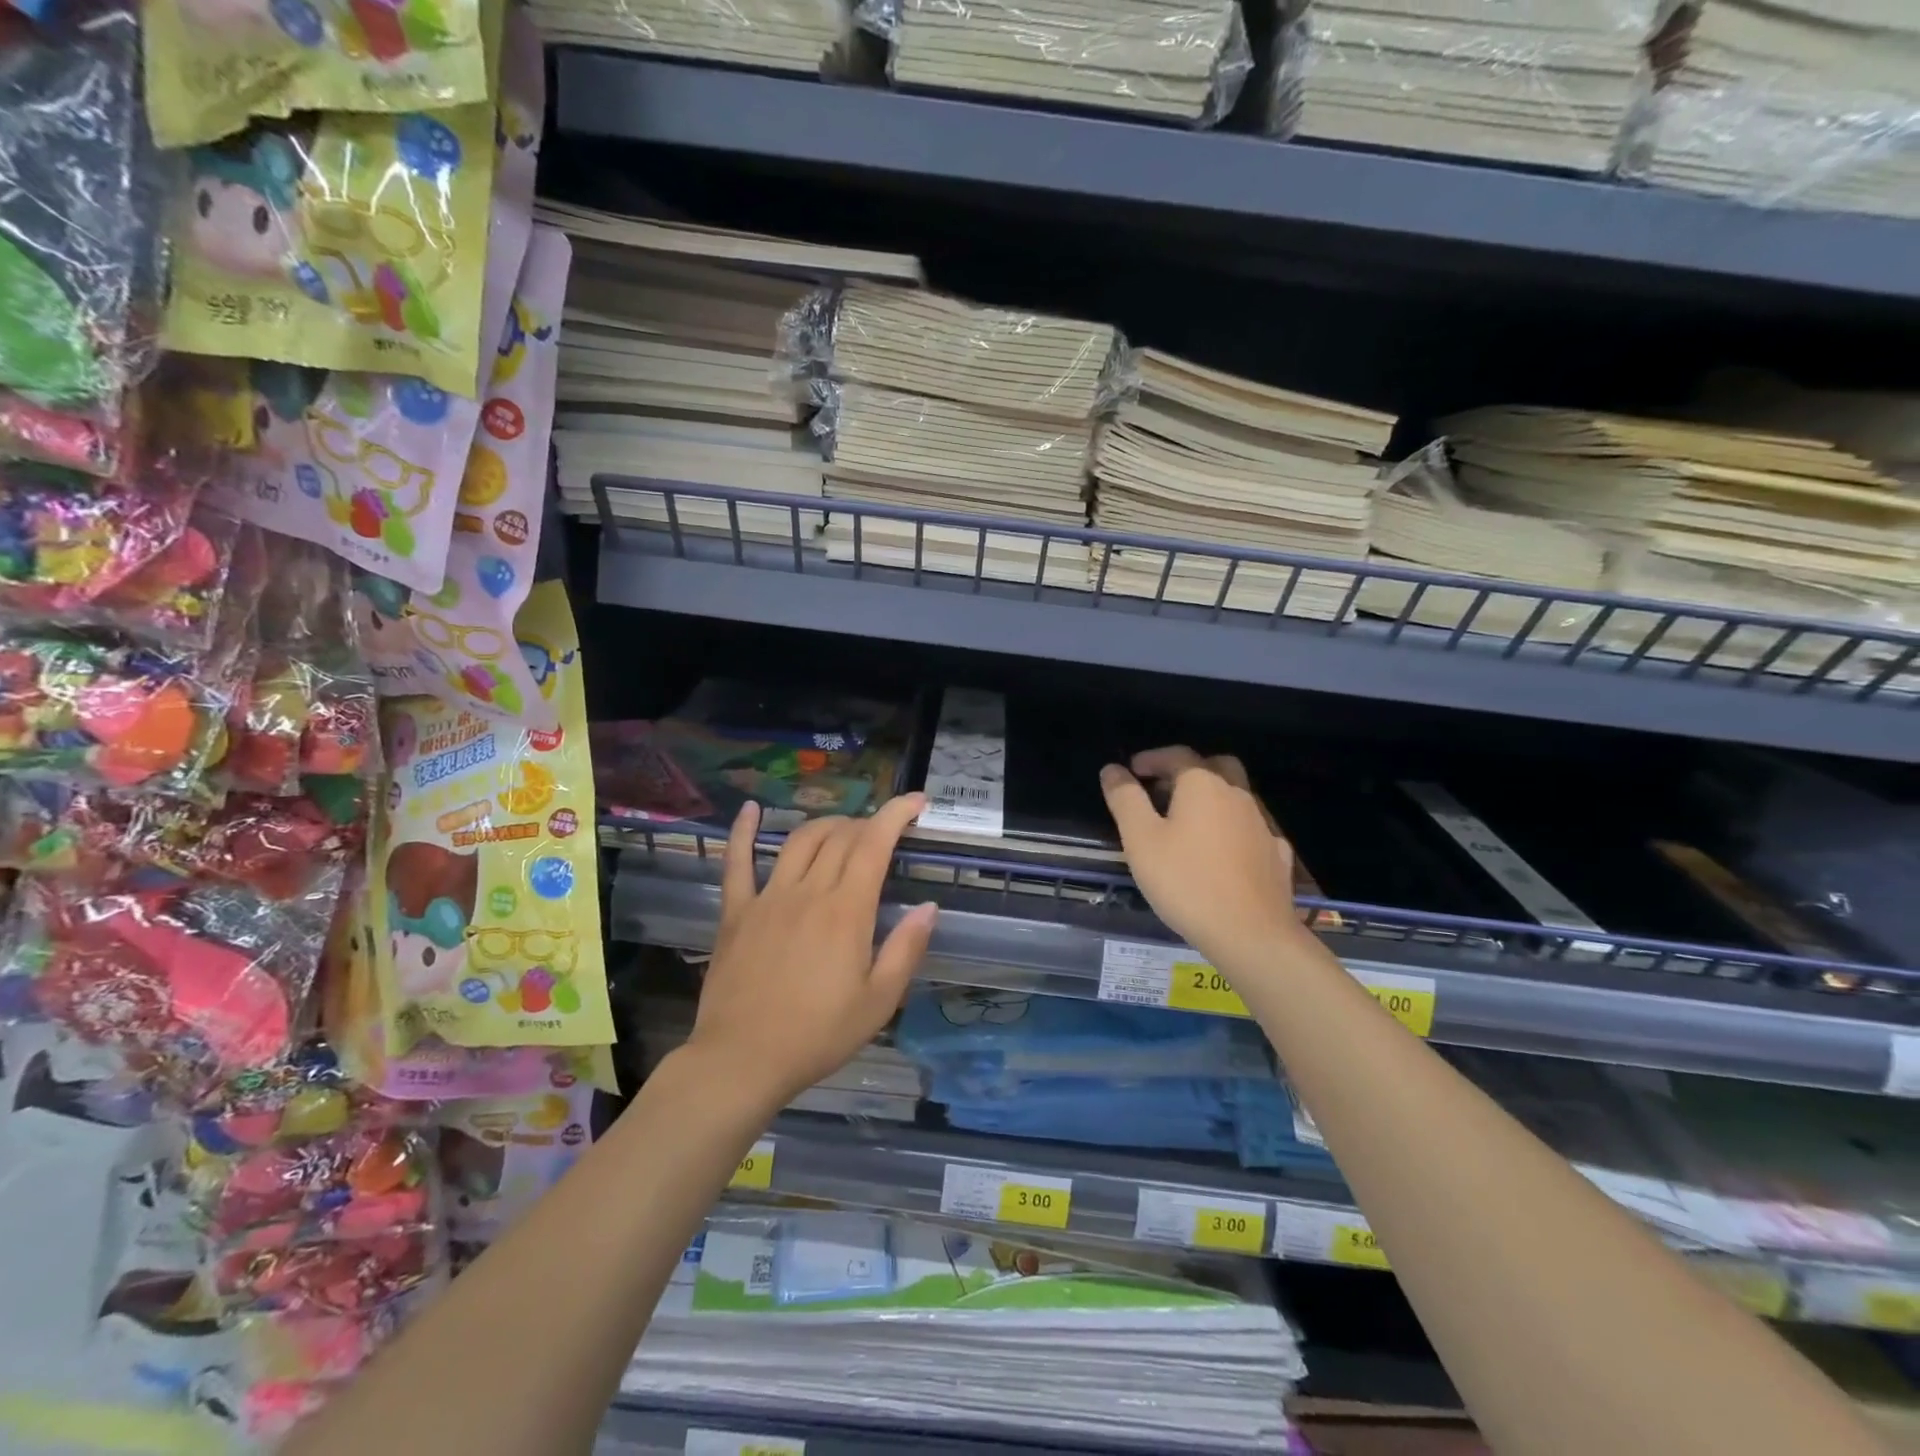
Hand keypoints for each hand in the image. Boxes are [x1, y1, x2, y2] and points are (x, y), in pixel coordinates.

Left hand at [686, 794, 937, 1108]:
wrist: (742, 1060)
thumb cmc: (818, 1035)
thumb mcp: (878, 1002)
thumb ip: (906, 949)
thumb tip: (928, 907)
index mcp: (846, 911)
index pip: (875, 844)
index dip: (896, 814)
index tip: (916, 801)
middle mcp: (808, 892)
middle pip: (840, 837)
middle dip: (868, 823)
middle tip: (883, 834)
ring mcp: (767, 898)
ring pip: (800, 841)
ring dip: (826, 825)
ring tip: (843, 829)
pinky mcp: (736, 912)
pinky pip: (737, 862)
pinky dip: (744, 831)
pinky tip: (751, 809)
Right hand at [1101, 747, 1300, 963]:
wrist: (1250, 933)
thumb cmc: (1186, 881)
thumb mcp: (1141, 839)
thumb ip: (1125, 799)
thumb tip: (1113, 769)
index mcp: (1203, 785)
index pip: (1177, 755)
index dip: (1151, 758)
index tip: (1132, 770)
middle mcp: (1237, 795)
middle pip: (1216, 766)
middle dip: (1188, 770)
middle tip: (1164, 788)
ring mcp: (1262, 825)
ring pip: (1236, 796)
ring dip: (1212, 797)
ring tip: (1188, 821)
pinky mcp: (1277, 854)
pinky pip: (1252, 828)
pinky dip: (1234, 828)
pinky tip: (1224, 850)